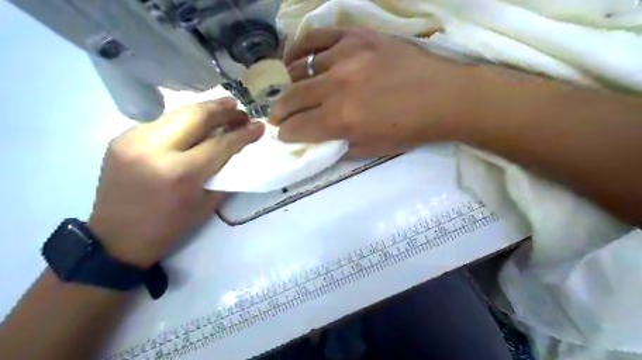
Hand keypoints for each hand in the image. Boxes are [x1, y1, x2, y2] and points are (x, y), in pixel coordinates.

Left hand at [88, 98, 262, 266]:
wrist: (116, 238)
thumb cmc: (169, 226)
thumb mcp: (206, 204)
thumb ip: (222, 172)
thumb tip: (236, 149)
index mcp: (180, 173)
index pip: (220, 143)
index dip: (243, 133)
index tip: (258, 126)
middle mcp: (155, 149)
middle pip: (196, 116)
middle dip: (223, 110)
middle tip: (240, 110)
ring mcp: (133, 140)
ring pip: (177, 113)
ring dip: (204, 110)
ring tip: (224, 108)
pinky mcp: (121, 138)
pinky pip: (161, 123)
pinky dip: (183, 121)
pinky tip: (194, 124)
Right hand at [269, 26, 472, 155]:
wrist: (443, 97)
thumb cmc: (408, 129)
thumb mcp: (371, 150)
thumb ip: (339, 145)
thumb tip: (318, 140)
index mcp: (341, 119)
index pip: (298, 127)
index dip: (286, 133)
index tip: (283, 135)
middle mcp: (336, 87)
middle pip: (292, 98)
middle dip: (279, 112)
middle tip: (277, 117)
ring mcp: (345, 57)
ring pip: (300, 68)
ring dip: (289, 83)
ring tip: (289, 89)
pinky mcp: (356, 37)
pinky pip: (317, 38)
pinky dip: (300, 48)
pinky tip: (295, 57)